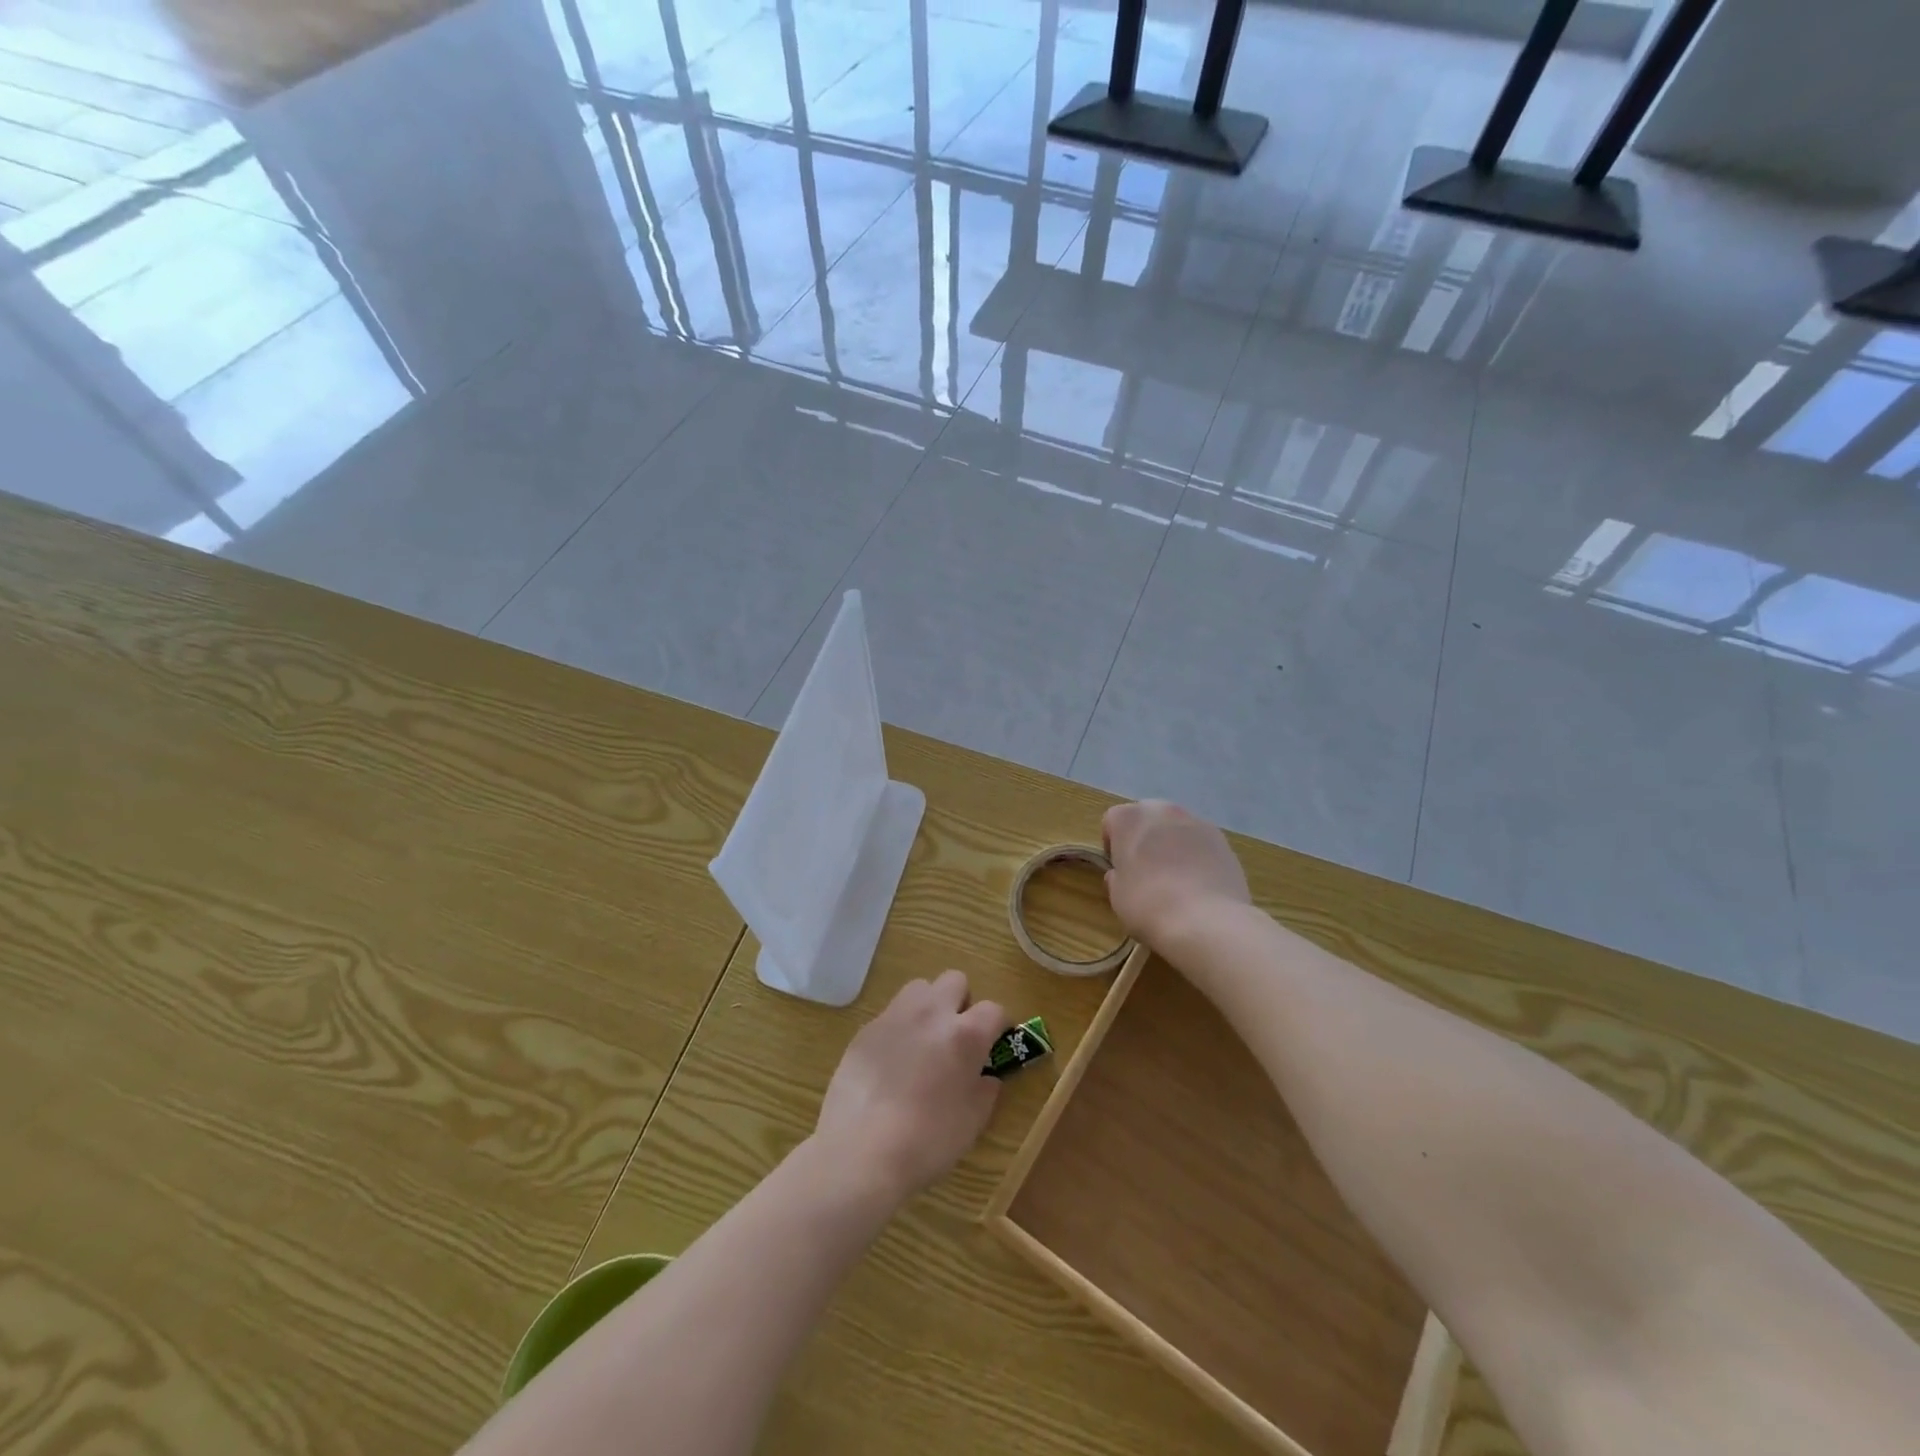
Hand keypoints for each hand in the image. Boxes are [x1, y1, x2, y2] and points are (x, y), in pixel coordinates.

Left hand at [813, 972, 1004, 1206]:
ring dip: (929, 1006)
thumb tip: (985, 1076)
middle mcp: (932, 1013)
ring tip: (924, 1040)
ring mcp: (895, 1016)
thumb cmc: (927, 1141)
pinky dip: (899, 1028)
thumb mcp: (972, 1122)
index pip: (994, 1009)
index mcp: (965, 1035)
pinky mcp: (866, 1029)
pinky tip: (892, 1061)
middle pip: (955, 980)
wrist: (860, 1151)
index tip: (994, 1043)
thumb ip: (985, 1090)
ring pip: (920, 988)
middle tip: (956, 1035)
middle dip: (961, 1002)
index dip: (998, 1025)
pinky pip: (891, 1014)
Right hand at [1103, 800, 1250, 948]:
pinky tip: (1199, 885)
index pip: (1113, 820)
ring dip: (1172, 845)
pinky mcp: (1223, 840)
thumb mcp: (1117, 896)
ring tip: (1176, 880)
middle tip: (1145, 869)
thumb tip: (1122, 874)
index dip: (1113, 844)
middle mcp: (1163, 810)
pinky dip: (1197, 856)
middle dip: (1145, 838)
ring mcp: (1197, 822)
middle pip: (1148, 817)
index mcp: (1130, 818)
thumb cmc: (1148, 904)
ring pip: (1177, 828)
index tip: (1118, 867)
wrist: (1206, 920)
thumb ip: (1117, 877)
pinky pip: (1201, 843)